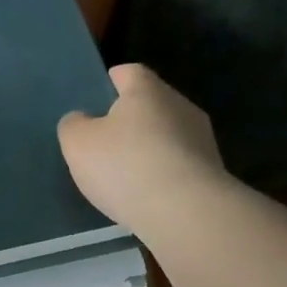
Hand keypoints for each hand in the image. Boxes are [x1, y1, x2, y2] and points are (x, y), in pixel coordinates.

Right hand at [58, 64, 226, 235]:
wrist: (186, 213)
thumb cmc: (126, 166)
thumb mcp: (78, 144)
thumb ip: (74, 125)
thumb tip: (82, 120)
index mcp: (147, 90)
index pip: (129, 72)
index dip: (111, 82)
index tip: (97, 99)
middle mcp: (180, 105)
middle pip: (151, 104)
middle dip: (130, 119)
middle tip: (104, 142)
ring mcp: (202, 139)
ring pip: (168, 135)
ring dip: (149, 148)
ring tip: (125, 174)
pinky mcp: (212, 172)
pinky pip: (179, 164)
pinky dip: (163, 174)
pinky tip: (147, 195)